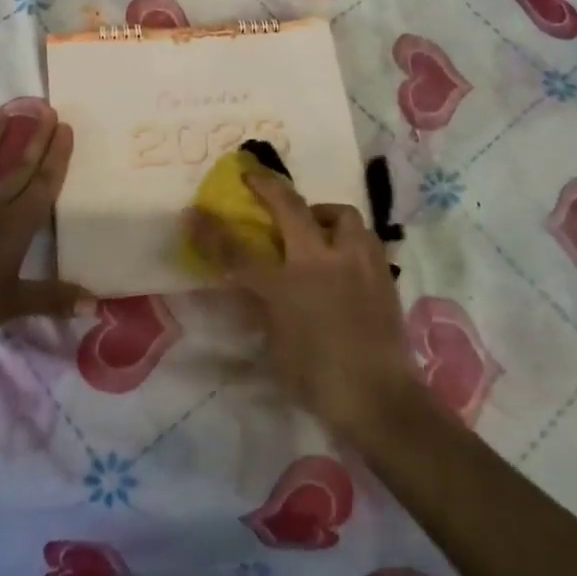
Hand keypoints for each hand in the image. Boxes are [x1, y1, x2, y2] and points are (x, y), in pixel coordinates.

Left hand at [0, 105, 90, 346]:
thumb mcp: (15, 304)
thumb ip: (54, 298)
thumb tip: (96, 304)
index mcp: (15, 227)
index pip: (43, 186)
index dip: (56, 157)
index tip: (65, 128)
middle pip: (17, 168)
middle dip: (34, 139)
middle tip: (46, 110)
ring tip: (1, 113)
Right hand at [184, 170, 420, 440]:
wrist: (379, 398)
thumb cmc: (317, 380)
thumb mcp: (275, 346)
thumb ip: (262, 307)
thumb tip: (251, 285)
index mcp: (286, 286)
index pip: (239, 251)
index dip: (212, 230)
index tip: (194, 212)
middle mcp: (321, 263)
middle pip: (291, 208)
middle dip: (268, 187)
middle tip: (254, 177)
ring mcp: (356, 263)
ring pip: (341, 214)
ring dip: (323, 213)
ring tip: (316, 226)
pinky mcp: (382, 273)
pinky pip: (365, 239)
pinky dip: (350, 238)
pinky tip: (346, 255)